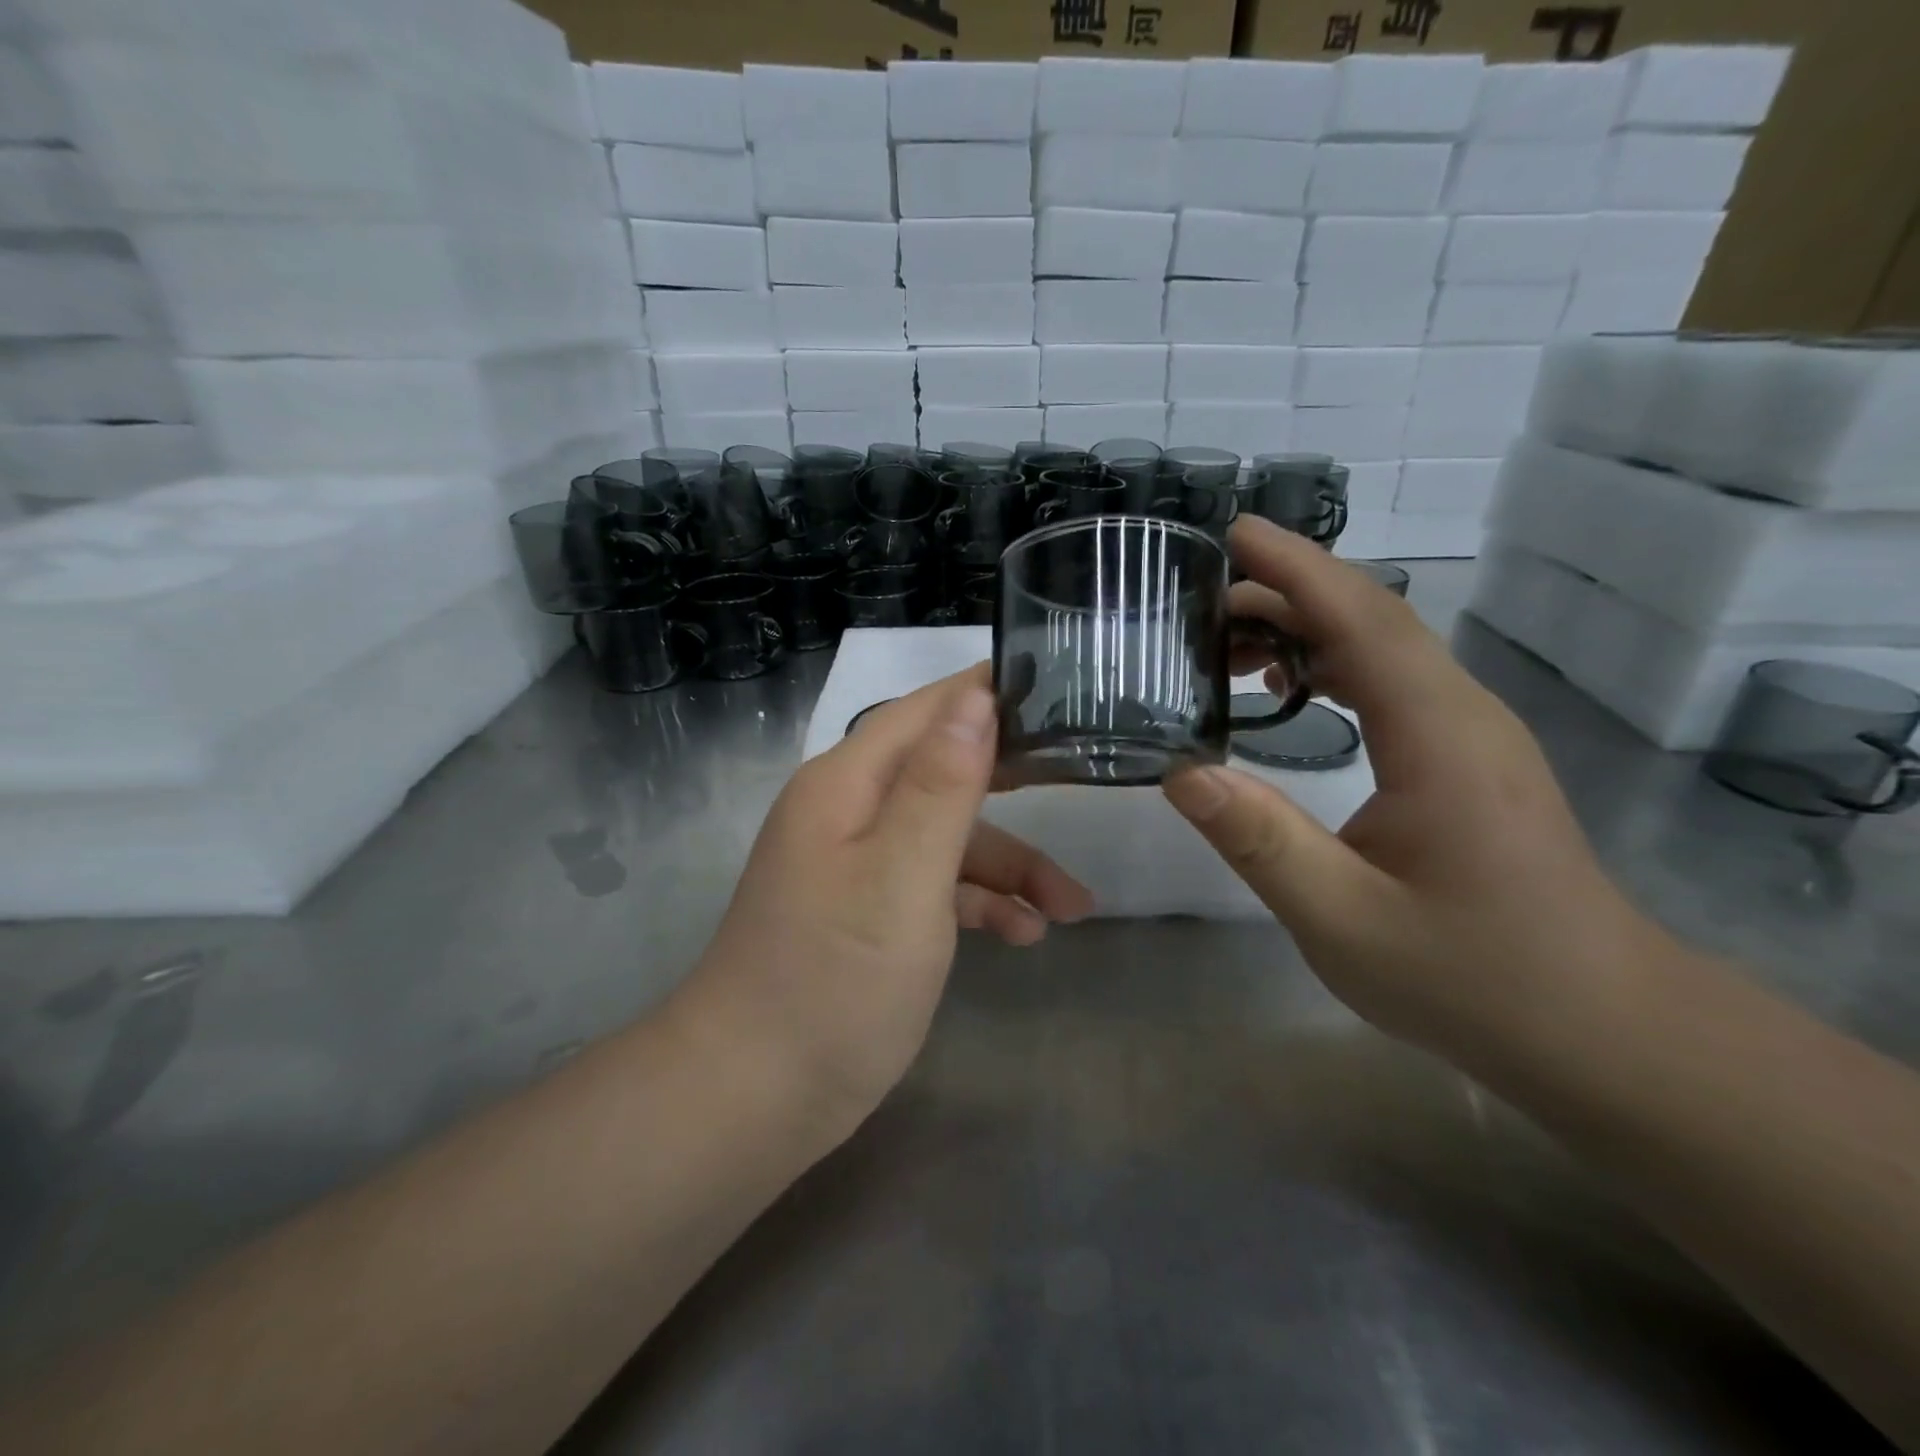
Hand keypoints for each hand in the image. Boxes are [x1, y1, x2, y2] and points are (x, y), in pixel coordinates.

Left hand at [671, 665, 1092, 1138]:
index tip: (1057, 687)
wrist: (754, 1097)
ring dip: (1010, 864)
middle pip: (943, 770)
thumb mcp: (901, 876)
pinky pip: (935, 886)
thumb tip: (976, 698)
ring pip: (948, 838)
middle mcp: (850, 811)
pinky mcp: (869, 914)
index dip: (986, 693)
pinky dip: (980, 902)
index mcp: (847, 783)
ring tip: (1073, 907)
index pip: (925, 709)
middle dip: (1013, 781)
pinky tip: (1025, 935)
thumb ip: (942, 785)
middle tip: (1082, 777)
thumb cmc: (833, 979)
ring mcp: (858, 865)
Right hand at [1166, 518, 1665, 1062]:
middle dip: (1283, 594)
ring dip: (1304, 628)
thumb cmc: (1470, 976)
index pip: (1363, 620)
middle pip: (1371, 619)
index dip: (1296, 569)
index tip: (1233, 532)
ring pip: (1381, 647)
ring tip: (1224, 644)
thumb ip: (1260, 842)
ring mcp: (1469, 733)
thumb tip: (1181, 773)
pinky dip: (1329, 663)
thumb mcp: (1342, 919)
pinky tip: (1285, 688)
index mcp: (1438, 737)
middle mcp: (1461, 715)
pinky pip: (1390, 681)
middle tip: (1196, 606)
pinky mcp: (1464, 757)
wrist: (1597, 1025)